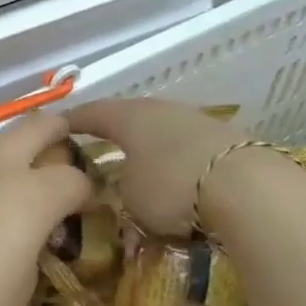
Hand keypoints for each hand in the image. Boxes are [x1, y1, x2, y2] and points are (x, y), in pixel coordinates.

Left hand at [0, 113, 90, 305]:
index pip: (73, 178)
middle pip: (33, 128)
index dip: (85, 190)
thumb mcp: (22, 285)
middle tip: (61, 140)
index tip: (84, 205)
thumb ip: (33, 246)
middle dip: (54, 132)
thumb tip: (30, 232)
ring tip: (0, 166)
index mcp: (32, 196)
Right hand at [66, 98, 243, 235]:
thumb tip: (121, 186)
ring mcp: (196, 120)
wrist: (249, 188)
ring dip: (148, 148)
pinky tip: (176, 177)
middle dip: (113, 133)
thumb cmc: (171, 186)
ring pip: (161, 132)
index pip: (91, 113)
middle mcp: (161, 109)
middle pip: (129, 118)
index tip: (57, 128)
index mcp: (128, 116)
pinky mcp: (225, 139)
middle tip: (97, 149)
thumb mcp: (129, 197)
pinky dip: (176, 161)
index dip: (72, 122)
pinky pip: (188, 148)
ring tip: (138, 167)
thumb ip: (117, 188)